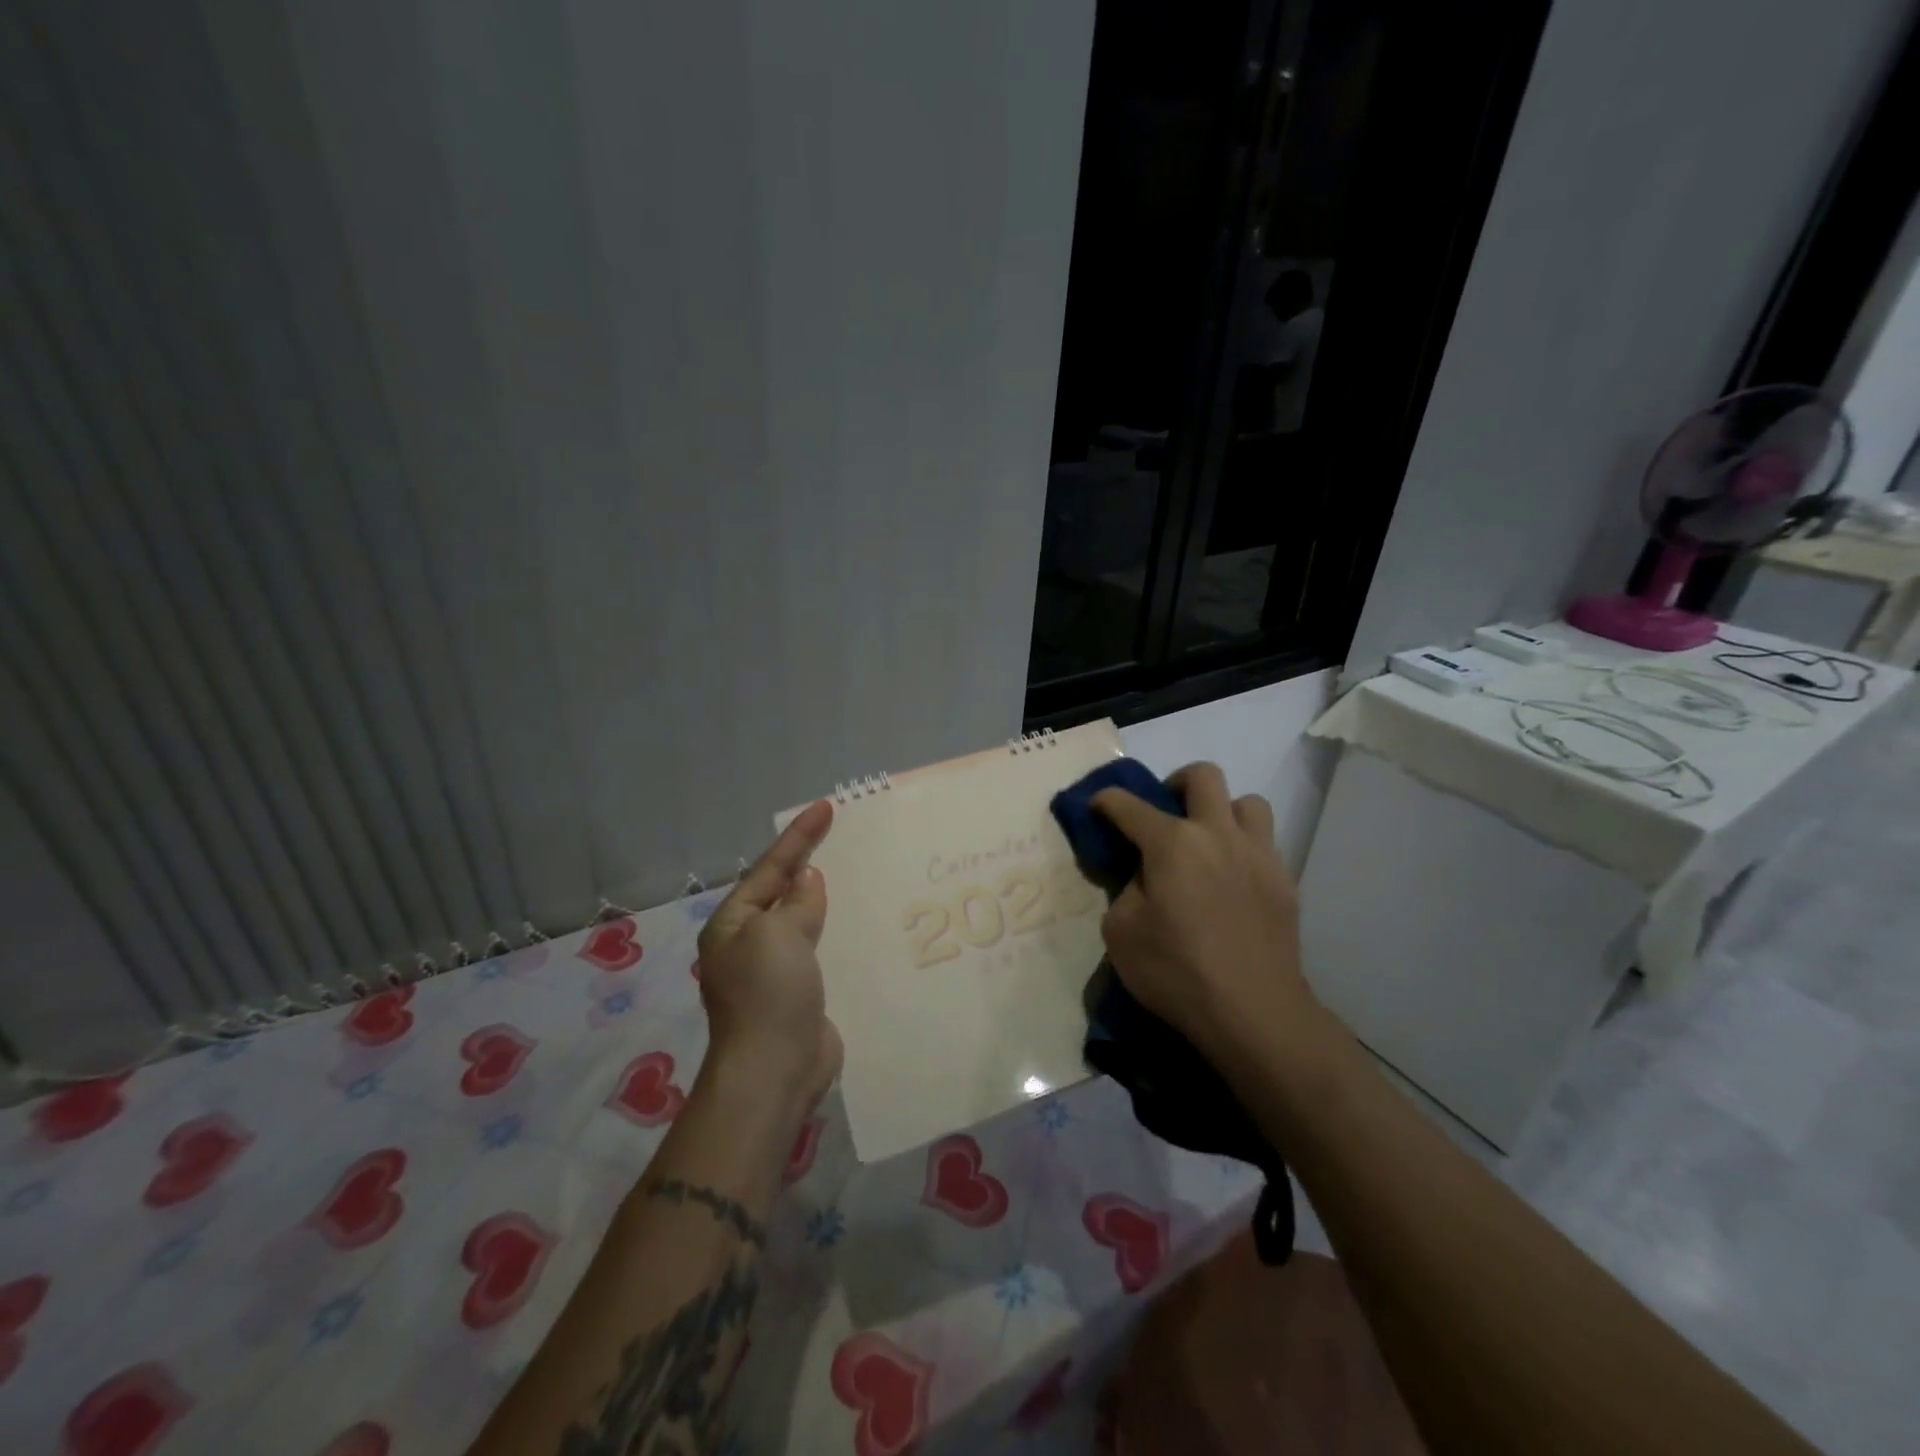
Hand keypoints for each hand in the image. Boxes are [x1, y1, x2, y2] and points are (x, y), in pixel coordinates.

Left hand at [695, 800, 843, 1113]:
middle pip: (783, 891)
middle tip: (840, 835)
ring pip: (803, 919)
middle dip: (808, 863)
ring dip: (825, 898)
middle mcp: (750, 942)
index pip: (770, 868)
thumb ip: (797, 902)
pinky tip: (859, 922)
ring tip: (855, 872)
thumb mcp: (778, 934)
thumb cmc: (768, 993)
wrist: (775, 1069)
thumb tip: (807, 880)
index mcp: (733, 923)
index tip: (826, 807)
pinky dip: (837, 930)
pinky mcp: (801, 991)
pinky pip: (820, 948)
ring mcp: (775, 969)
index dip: (798, 836)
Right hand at [1092, 763, 1320, 1067]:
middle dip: (1176, 783)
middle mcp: (1217, 834)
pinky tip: (1232, 881)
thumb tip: (1143, 875)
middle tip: (1165, 815)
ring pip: (1248, 802)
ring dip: (1222, 812)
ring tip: (1209, 843)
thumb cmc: (1176, 972)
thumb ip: (1125, 890)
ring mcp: (1258, 854)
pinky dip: (1244, 849)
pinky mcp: (1285, 881)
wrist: (1254, 1013)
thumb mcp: (1121, 933)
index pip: (1128, 805)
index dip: (1106, 801)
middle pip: (1203, 776)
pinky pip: (1265, 844)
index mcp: (1172, 843)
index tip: (1098, 807)